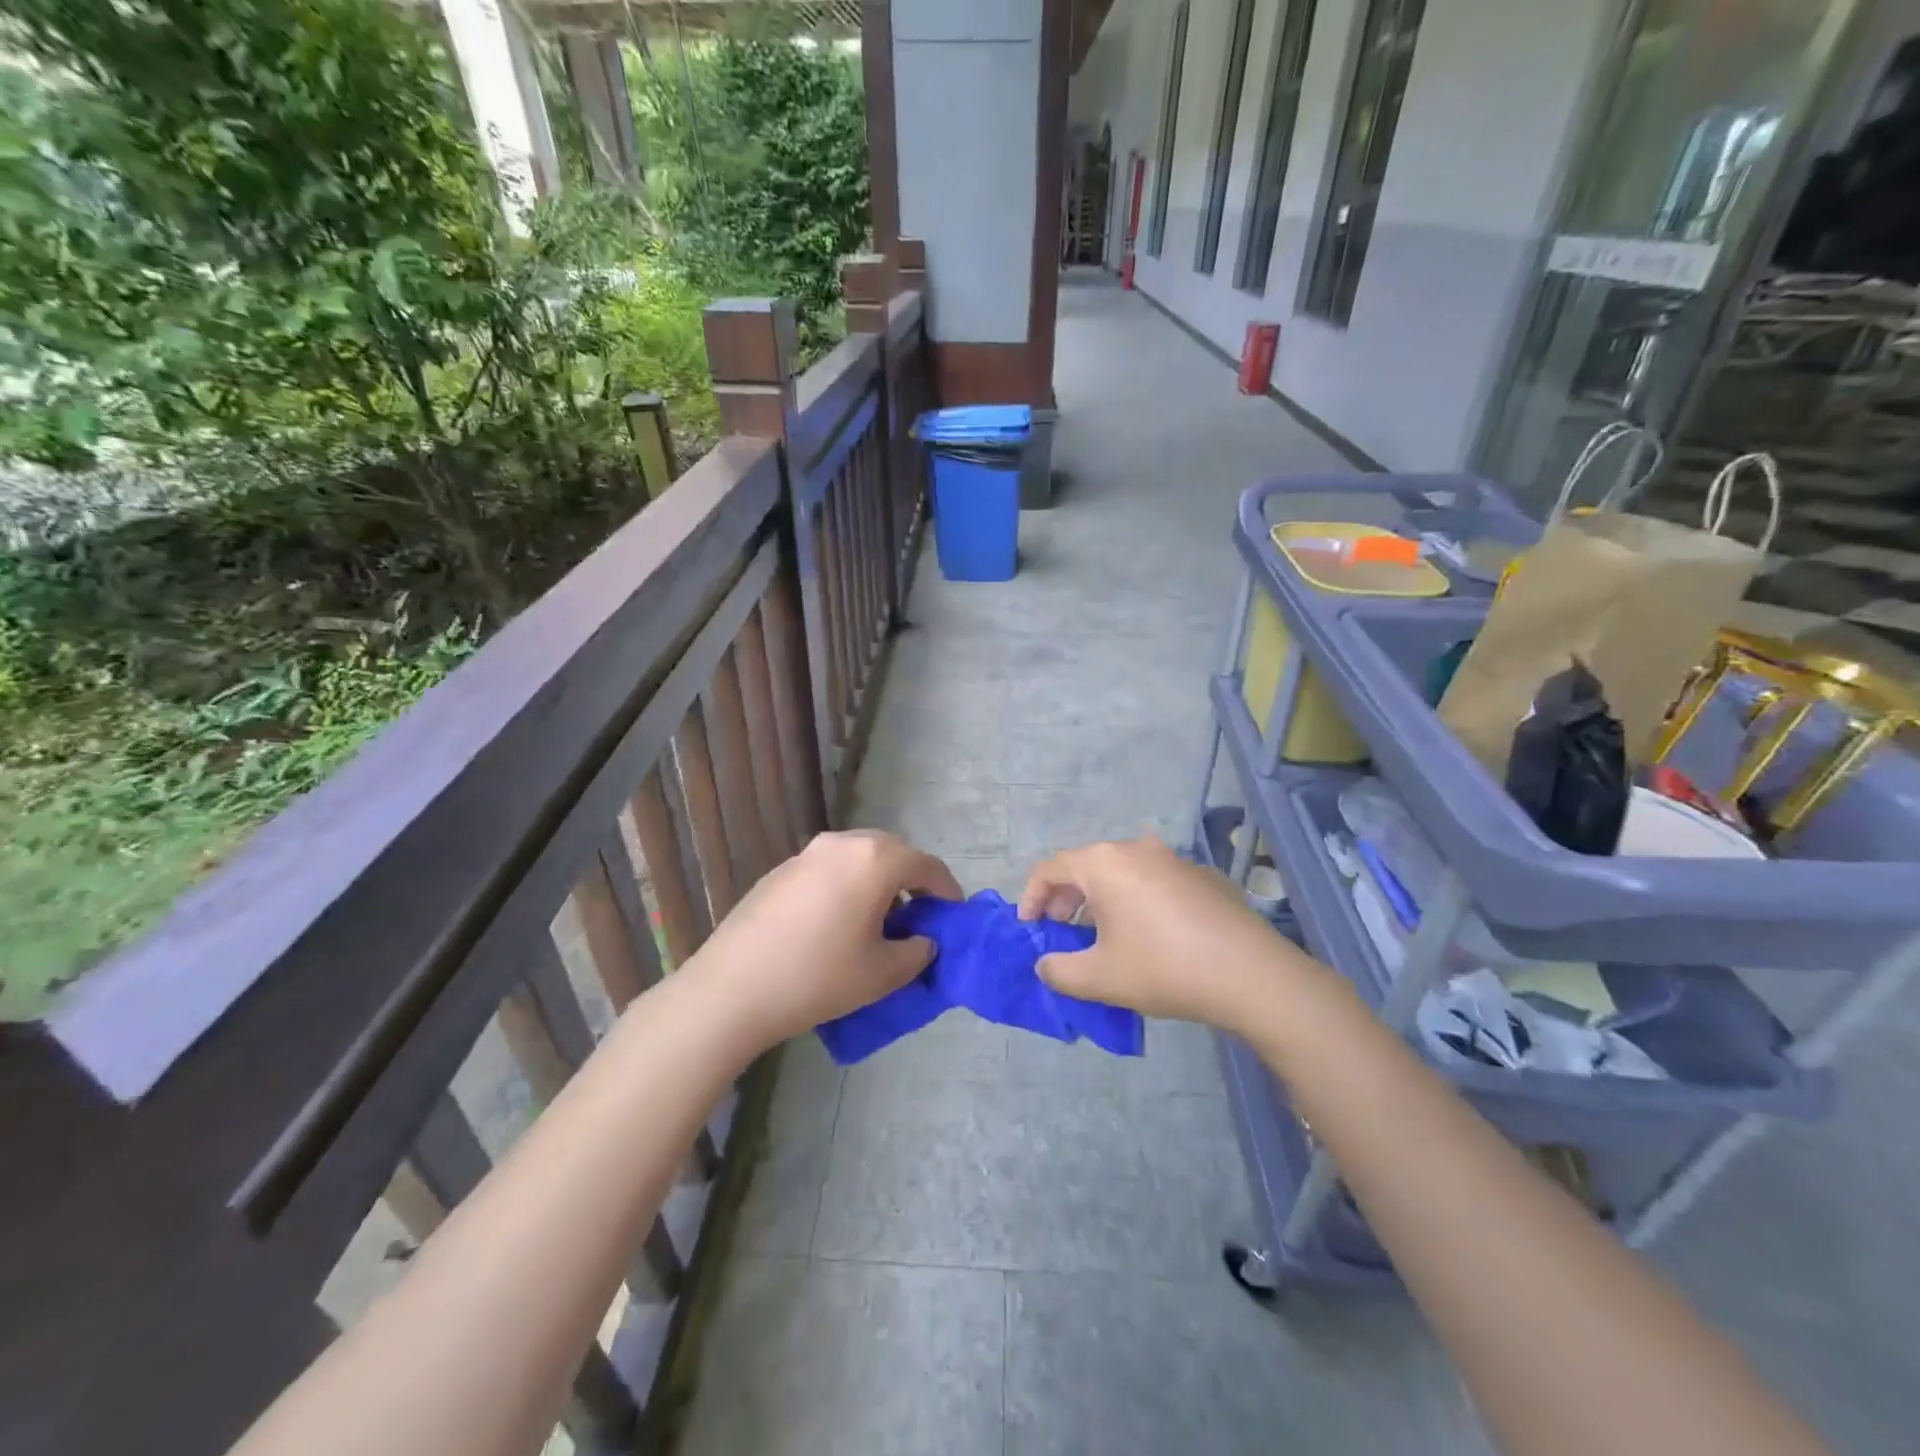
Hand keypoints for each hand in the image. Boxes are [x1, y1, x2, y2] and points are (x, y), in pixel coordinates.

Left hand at [687, 829, 962, 1048]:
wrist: (732, 988)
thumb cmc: (818, 977)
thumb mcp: (883, 974)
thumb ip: (917, 952)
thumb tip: (922, 940)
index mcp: (875, 860)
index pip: (927, 866)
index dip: (947, 890)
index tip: (953, 915)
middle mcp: (843, 844)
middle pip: (893, 853)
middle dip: (911, 881)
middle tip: (917, 917)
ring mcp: (807, 853)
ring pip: (859, 857)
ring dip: (877, 880)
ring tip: (876, 921)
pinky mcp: (781, 870)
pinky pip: (829, 868)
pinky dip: (846, 885)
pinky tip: (835, 923)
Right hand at [1019, 837, 1322, 1031]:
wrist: (1251, 974)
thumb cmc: (1164, 968)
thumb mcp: (1100, 978)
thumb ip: (1058, 971)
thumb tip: (1046, 964)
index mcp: (1105, 863)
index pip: (1050, 868)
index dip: (1031, 897)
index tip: (1029, 929)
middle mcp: (1136, 848)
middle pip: (1085, 866)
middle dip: (1065, 899)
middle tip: (1060, 933)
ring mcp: (1173, 858)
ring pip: (1120, 872)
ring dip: (1100, 900)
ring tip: (1100, 935)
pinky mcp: (1201, 875)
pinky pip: (1152, 881)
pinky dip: (1134, 900)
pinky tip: (1147, 936)